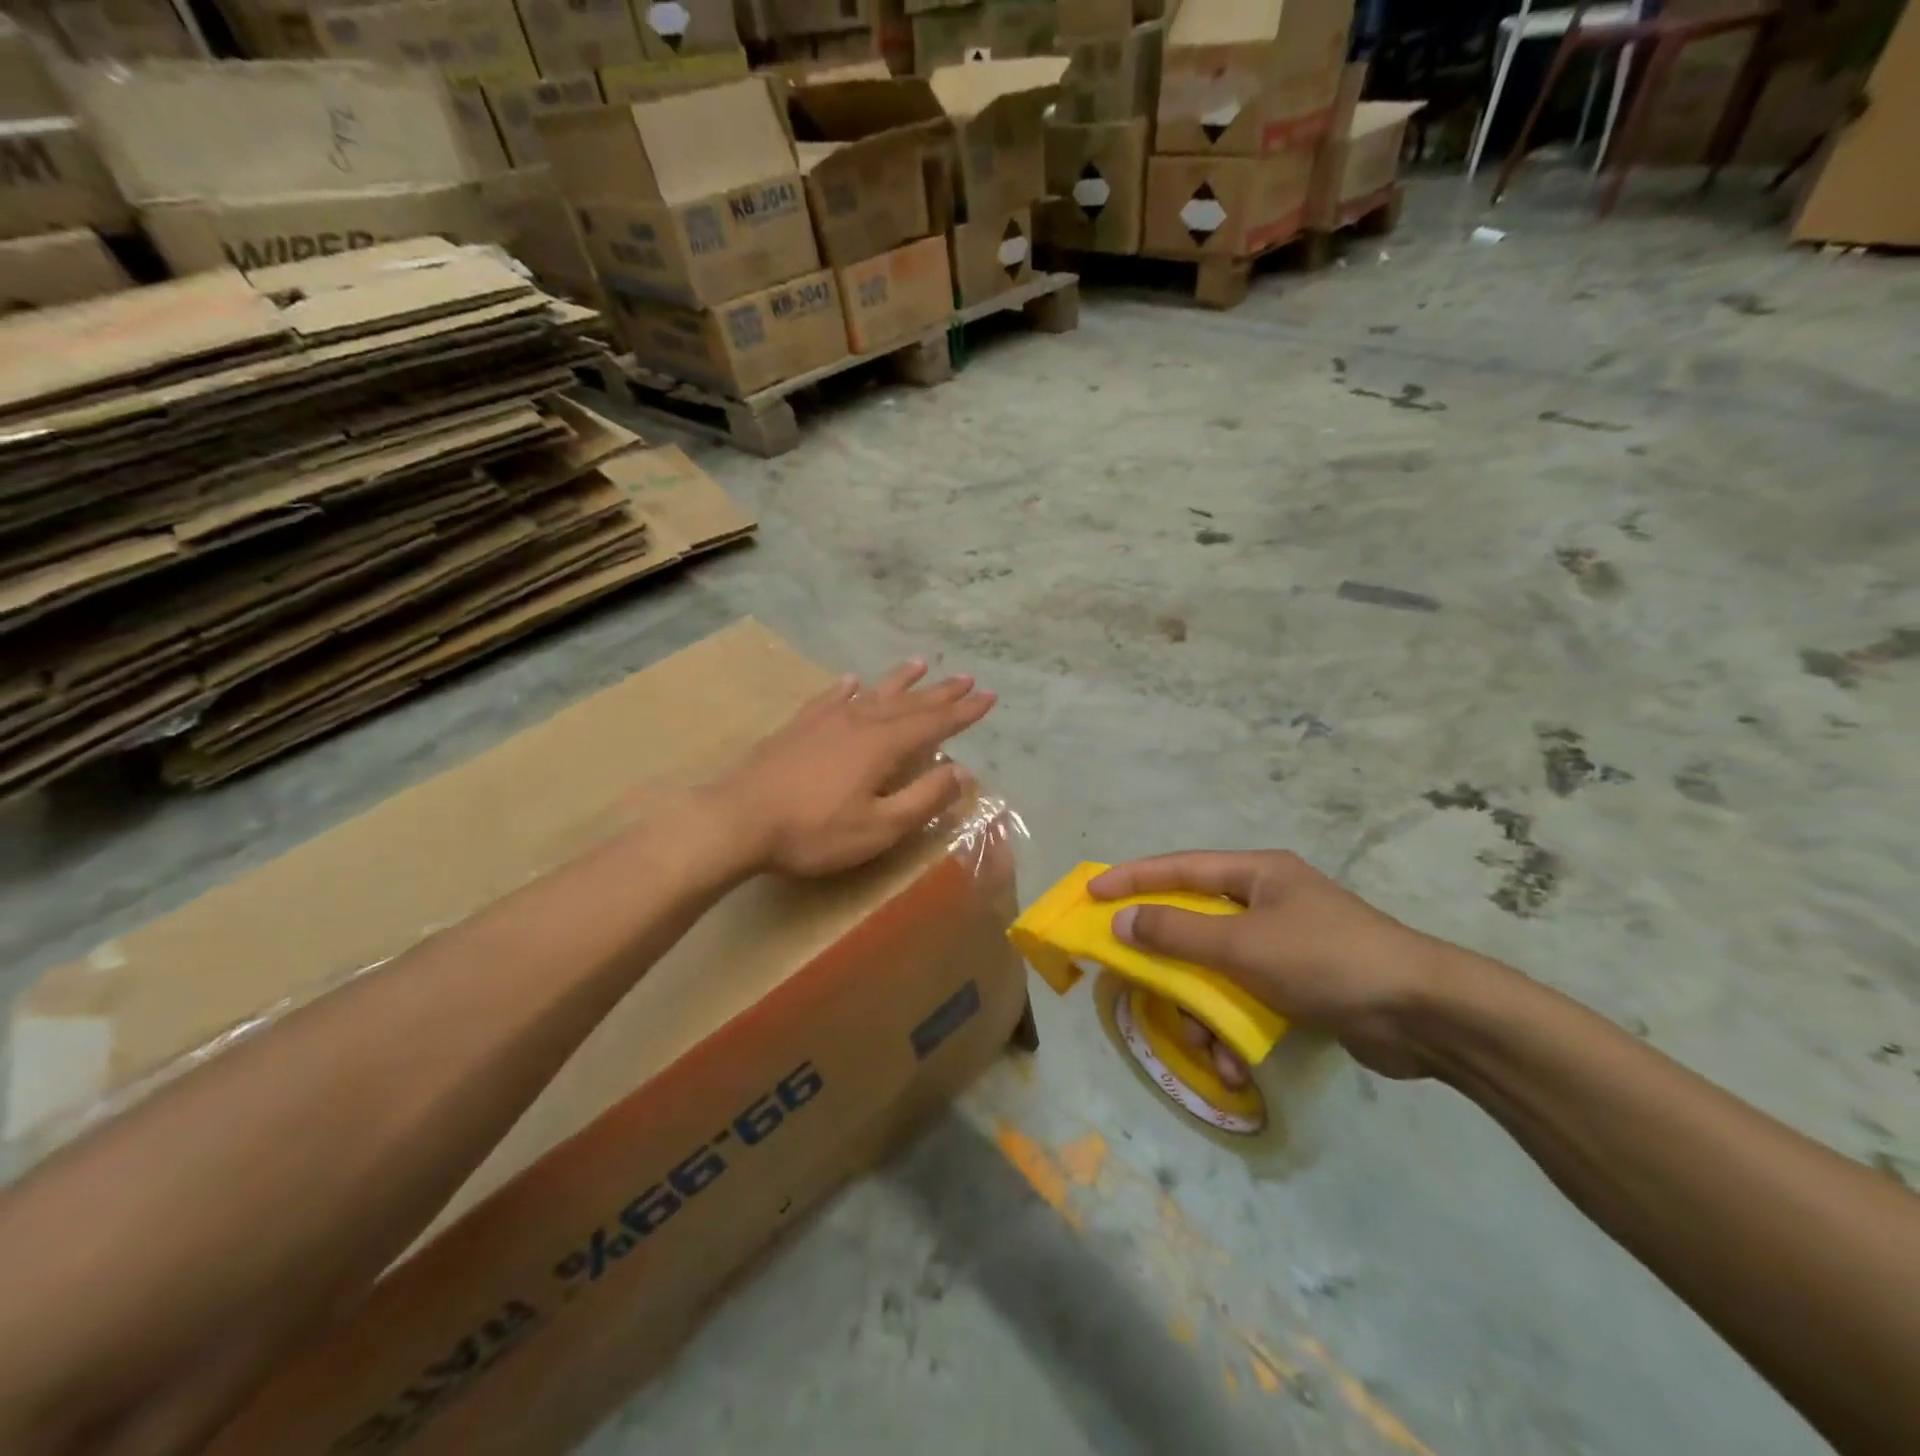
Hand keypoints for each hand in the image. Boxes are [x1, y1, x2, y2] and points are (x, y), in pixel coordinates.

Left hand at [713, 660, 994, 877]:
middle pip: (908, 702)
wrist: (737, 819)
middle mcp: (859, 722)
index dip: (964, 712)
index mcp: (883, 746)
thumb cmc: (813, 831)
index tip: (989, 696)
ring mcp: (825, 721)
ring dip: (900, 680)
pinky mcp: (798, 727)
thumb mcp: (879, 828)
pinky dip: (847, 688)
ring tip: (920, 664)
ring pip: (872, 693)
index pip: (935, 723)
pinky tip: (852, 681)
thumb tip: (961, 773)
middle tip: (967, 678)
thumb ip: (923, 800)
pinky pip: (831, 698)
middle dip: (941, 692)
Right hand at [1087, 851, 1463, 1079]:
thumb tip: (1121, 922)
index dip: (1131, 878)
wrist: (1425, 1015)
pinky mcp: (1299, 985)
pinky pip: (1245, 999)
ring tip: (1206, 1047)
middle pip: (1195, 925)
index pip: (1179, 868)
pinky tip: (1236, 1065)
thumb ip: (1177, 933)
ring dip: (1203, 1011)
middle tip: (1139, 984)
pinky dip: (1234, 1029)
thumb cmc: (1326, 959)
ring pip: (1217, 970)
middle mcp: (1266, 902)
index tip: (1091, 892)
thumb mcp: (1243, 944)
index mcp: (1256, 874)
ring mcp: (1284, 945)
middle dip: (1170, 965)